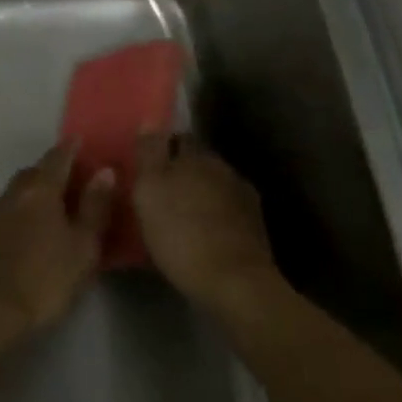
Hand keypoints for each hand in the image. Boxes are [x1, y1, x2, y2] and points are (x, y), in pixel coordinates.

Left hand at [0, 143, 115, 340]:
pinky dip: (18, 211)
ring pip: (17, 191)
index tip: (80, 141)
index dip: (71, 148)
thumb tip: (105, 171)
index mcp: (41, 190)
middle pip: (34, 172)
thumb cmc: (43, 280)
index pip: (58, 158)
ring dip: (33, 191)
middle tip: (70, 177)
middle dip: (51, 170)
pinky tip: (25, 228)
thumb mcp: (82, 248)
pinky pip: (5, 211)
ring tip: (50, 204)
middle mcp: (14, 193)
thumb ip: (95, 208)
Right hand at [132, 134, 279, 312]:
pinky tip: (202, 235)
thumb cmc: (181, 234)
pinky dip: (214, 218)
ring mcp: (244, 198)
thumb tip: (151, 117)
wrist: (234, 284)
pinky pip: (227, 213)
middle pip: (198, 162)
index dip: (162, 148)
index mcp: (198, 156)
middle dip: (181, 173)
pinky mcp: (255, 228)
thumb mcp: (149, 191)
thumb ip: (149, 153)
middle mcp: (224, 169)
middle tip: (159, 193)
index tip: (146, 165)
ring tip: (180, 217)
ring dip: (199, 196)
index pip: (179, 138)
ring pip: (214, 187)